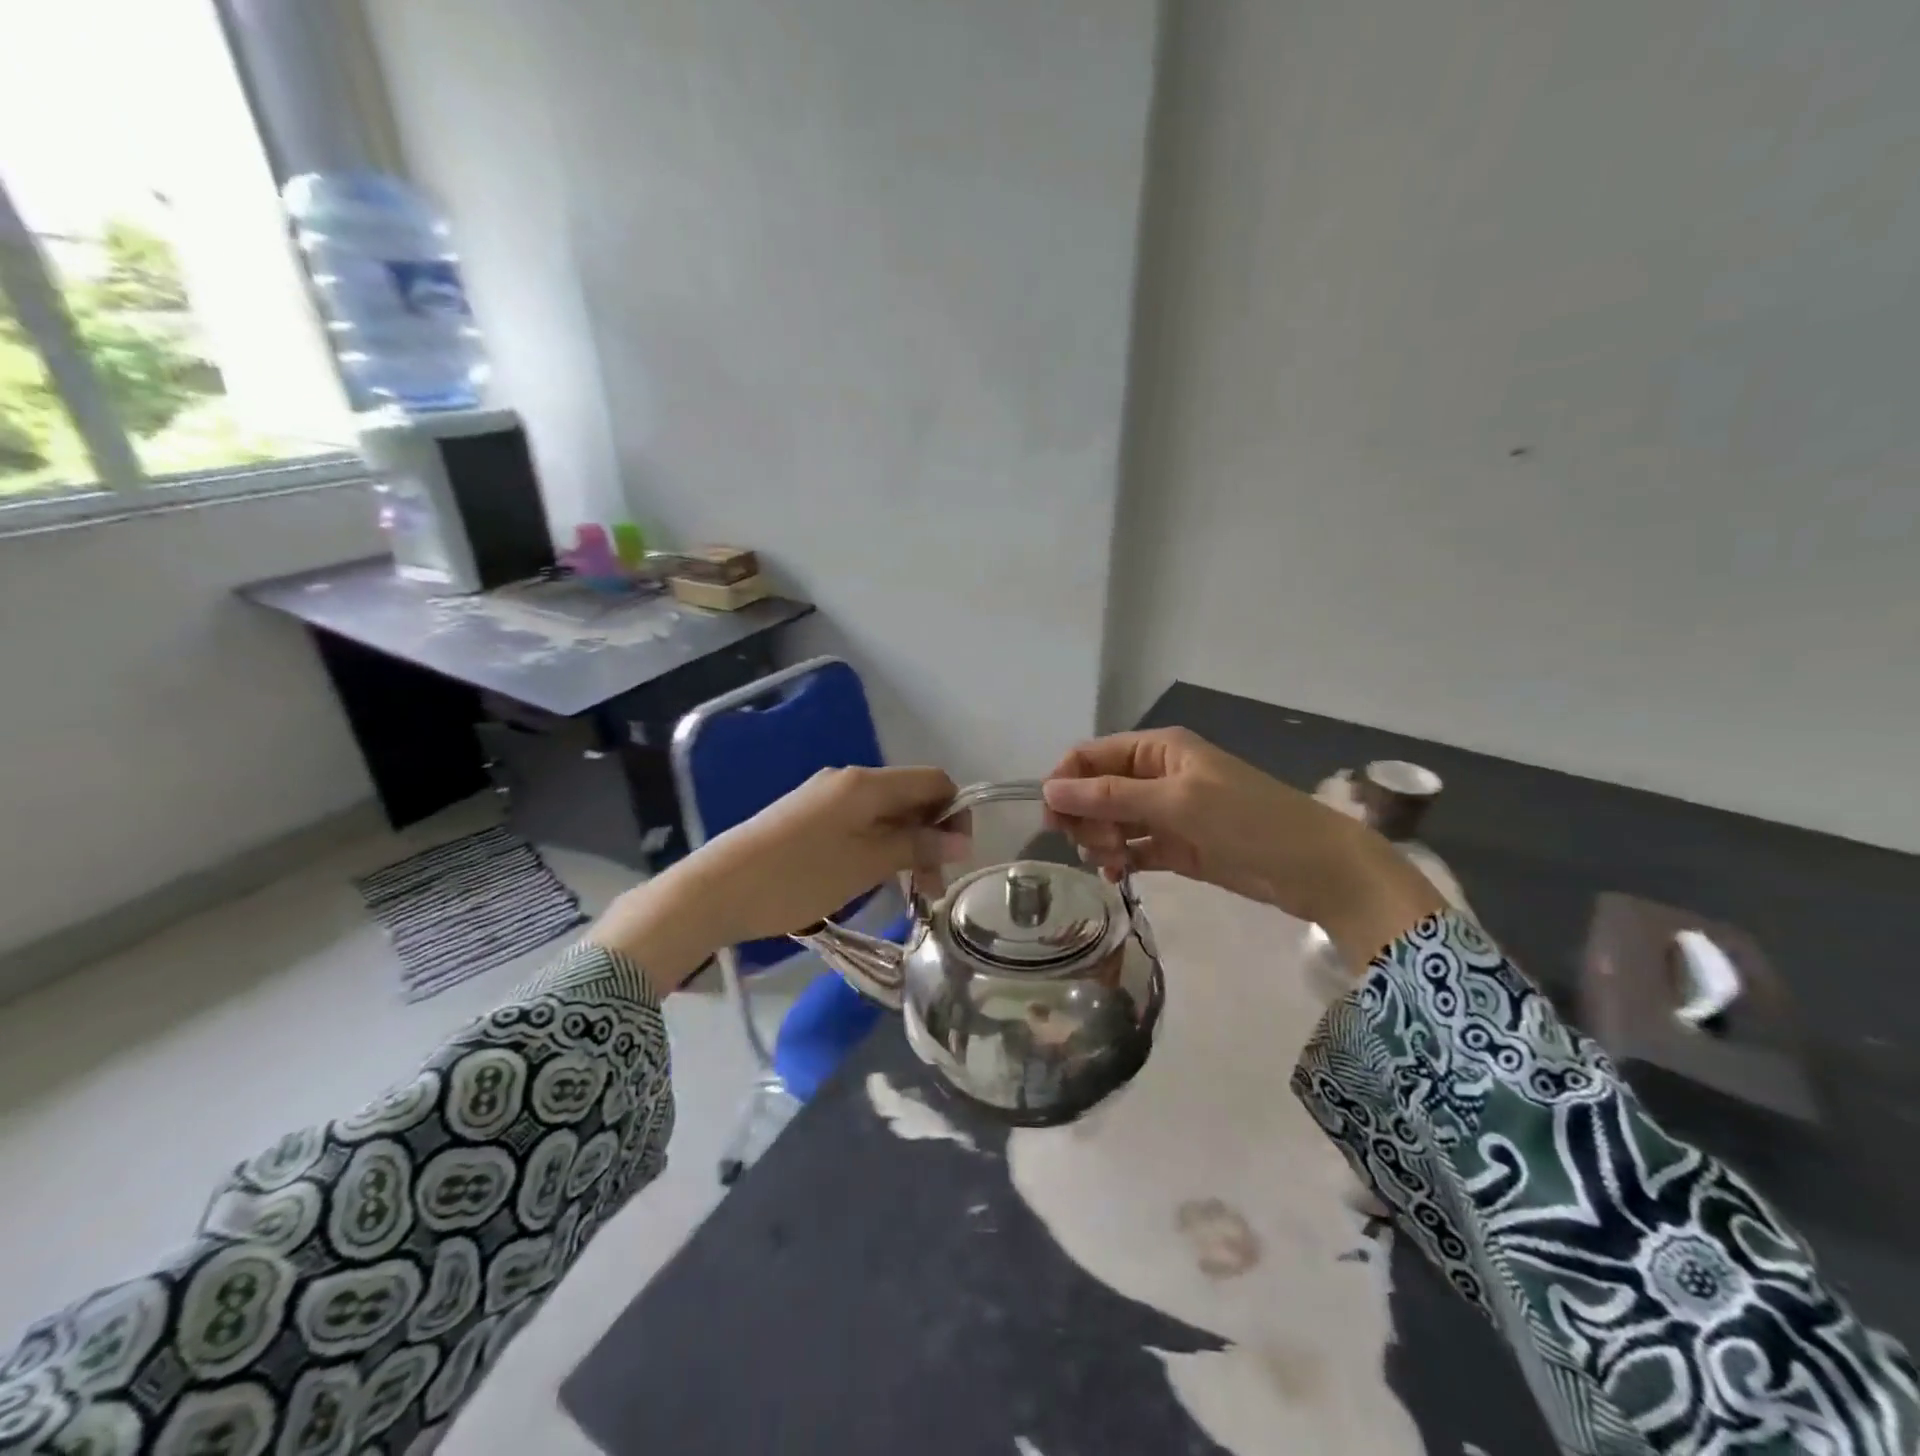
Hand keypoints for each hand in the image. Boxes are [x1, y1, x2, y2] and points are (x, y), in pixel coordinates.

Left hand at [589, 767, 967, 991]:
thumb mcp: (865, 865)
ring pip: (883, 814)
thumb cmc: (798, 877)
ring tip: (905, 892)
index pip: (933, 781)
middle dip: (930, 836)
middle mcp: (847, 780)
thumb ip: (916, 847)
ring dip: (904, 846)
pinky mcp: (806, 818)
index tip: (955, 858)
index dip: (955, 813)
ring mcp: (824, 798)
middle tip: (931, 888)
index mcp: (866, 783)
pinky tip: (869, 879)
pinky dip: (876, 847)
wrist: (716, 889)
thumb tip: (960, 839)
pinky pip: (857, 824)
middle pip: (909, 797)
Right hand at [1041, 728, 1443, 967]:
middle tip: (1094, 844)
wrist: (1314, 868)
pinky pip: (1132, 848)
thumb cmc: (1247, 819)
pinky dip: (1120, 860)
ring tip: (1113, 863)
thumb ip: (1110, 796)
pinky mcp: (1176, 847)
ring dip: (1101, 841)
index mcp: (1157, 749)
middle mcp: (1156, 776)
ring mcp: (1166, 813)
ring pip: (1110, 821)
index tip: (1052, 816)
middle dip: (1085, 816)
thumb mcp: (1176, 801)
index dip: (1066, 781)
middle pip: (1096, 790)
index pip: (1092, 755)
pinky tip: (1117, 876)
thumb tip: (1049, 789)